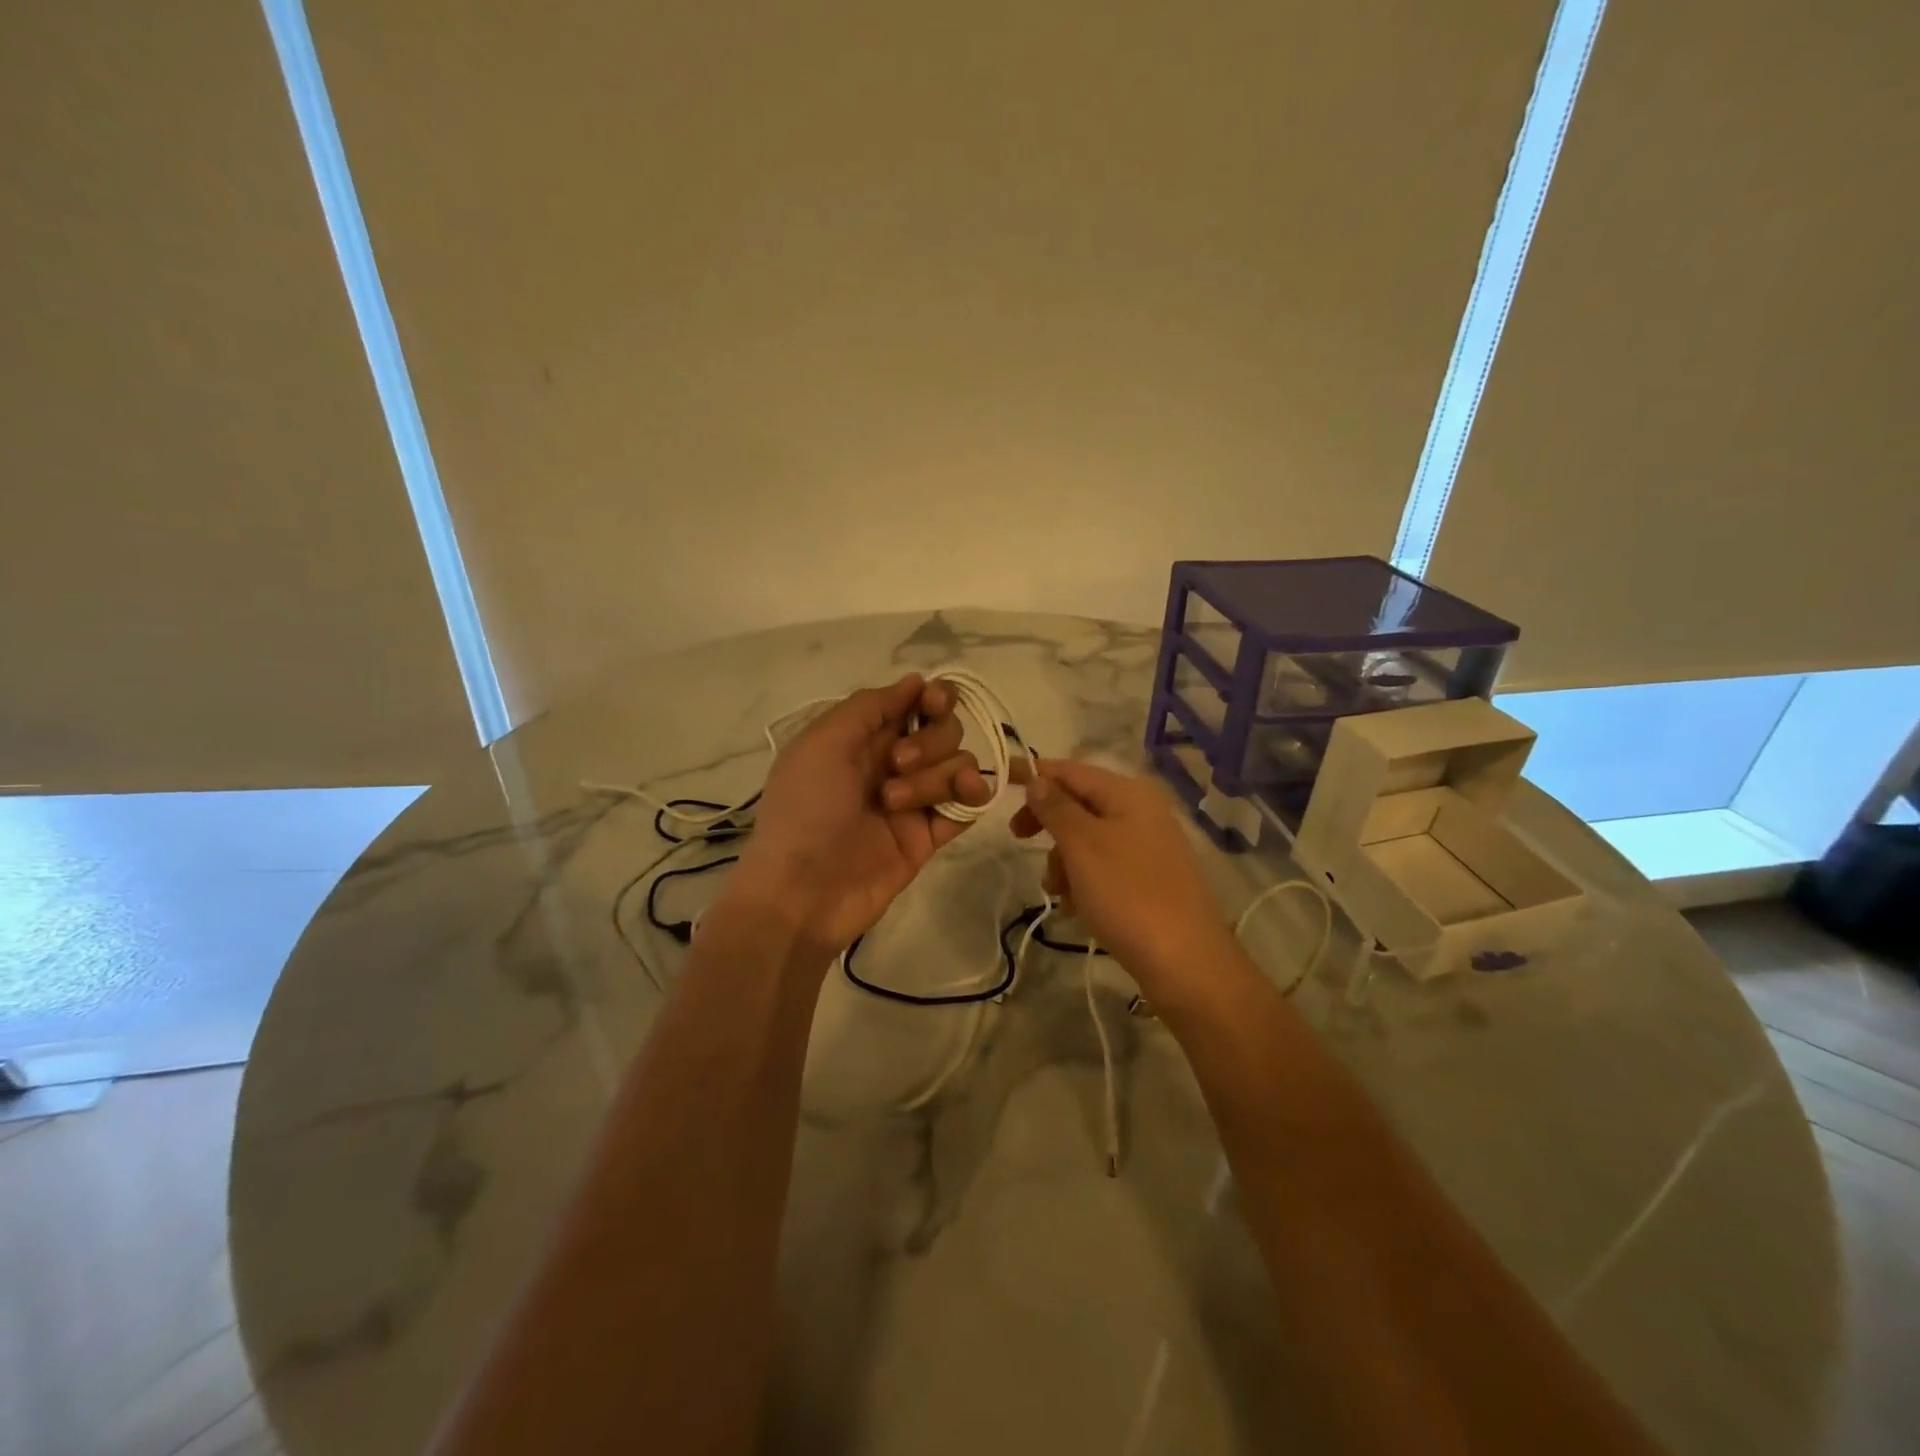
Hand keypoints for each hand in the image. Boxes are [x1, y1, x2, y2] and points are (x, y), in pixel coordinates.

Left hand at [725, 673, 990, 954]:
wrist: (802, 892)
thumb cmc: (804, 809)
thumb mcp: (823, 743)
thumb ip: (870, 707)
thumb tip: (916, 681)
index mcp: (863, 737)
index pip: (914, 703)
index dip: (933, 698)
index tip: (933, 704)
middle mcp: (892, 763)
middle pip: (943, 730)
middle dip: (929, 741)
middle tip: (896, 764)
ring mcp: (914, 800)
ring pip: (958, 764)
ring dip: (935, 775)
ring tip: (895, 804)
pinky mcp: (929, 835)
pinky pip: (967, 804)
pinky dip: (973, 793)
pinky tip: (967, 794)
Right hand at [1011, 759, 1232, 993]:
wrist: (1185, 962)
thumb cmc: (1128, 894)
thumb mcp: (1082, 845)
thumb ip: (1056, 807)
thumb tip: (1038, 779)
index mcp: (1128, 793)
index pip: (1071, 770)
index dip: (1035, 773)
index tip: (1001, 780)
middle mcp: (1142, 812)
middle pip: (1080, 804)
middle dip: (1048, 823)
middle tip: (1018, 838)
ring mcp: (1149, 847)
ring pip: (1088, 839)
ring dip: (1063, 860)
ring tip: (1058, 892)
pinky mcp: (1150, 880)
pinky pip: (1105, 867)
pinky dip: (1084, 881)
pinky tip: (1077, 908)